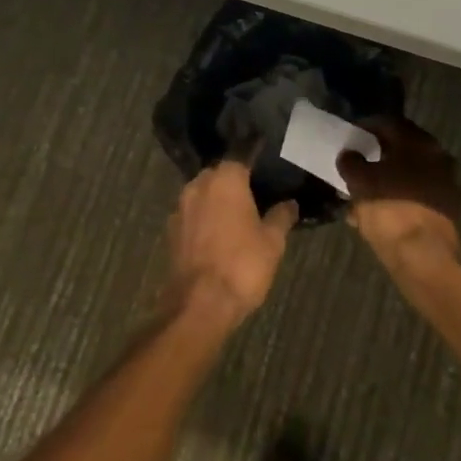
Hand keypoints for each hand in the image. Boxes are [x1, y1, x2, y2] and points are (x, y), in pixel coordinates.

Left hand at [167, 161, 297, 330]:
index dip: (254, 162)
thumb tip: (290, 203)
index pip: (241, 157)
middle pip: (219, 175)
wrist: (199, 303)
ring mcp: (180, 208)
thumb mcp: (273, 242)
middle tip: (254, 197)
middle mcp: (198, 185)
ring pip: (202, 194)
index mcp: (226, 179)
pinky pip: (192, 215)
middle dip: (234, 183)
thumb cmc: (242, 265)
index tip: (266, 169)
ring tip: (237, 217)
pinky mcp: (171, 231)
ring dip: (216, 202)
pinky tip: (217, 236)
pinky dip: (204, 220)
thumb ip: (281, 217)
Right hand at [338, 116, 460, 278]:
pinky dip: (399, 197)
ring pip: (410, 173)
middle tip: (358, 161)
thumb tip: (349, 154)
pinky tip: (380, 212)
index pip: (389, 123)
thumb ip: (351, 162)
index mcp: (418, 143)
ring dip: (388, 177)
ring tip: (365, 191)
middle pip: (402, 148)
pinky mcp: (448, 209)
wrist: (424, 258)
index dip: (366, 127)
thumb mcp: (360, 182)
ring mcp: (447, 184)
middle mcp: (438, 157)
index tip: (350, 136)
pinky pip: (417, 195)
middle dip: (378, 154)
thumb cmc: (390, 210)